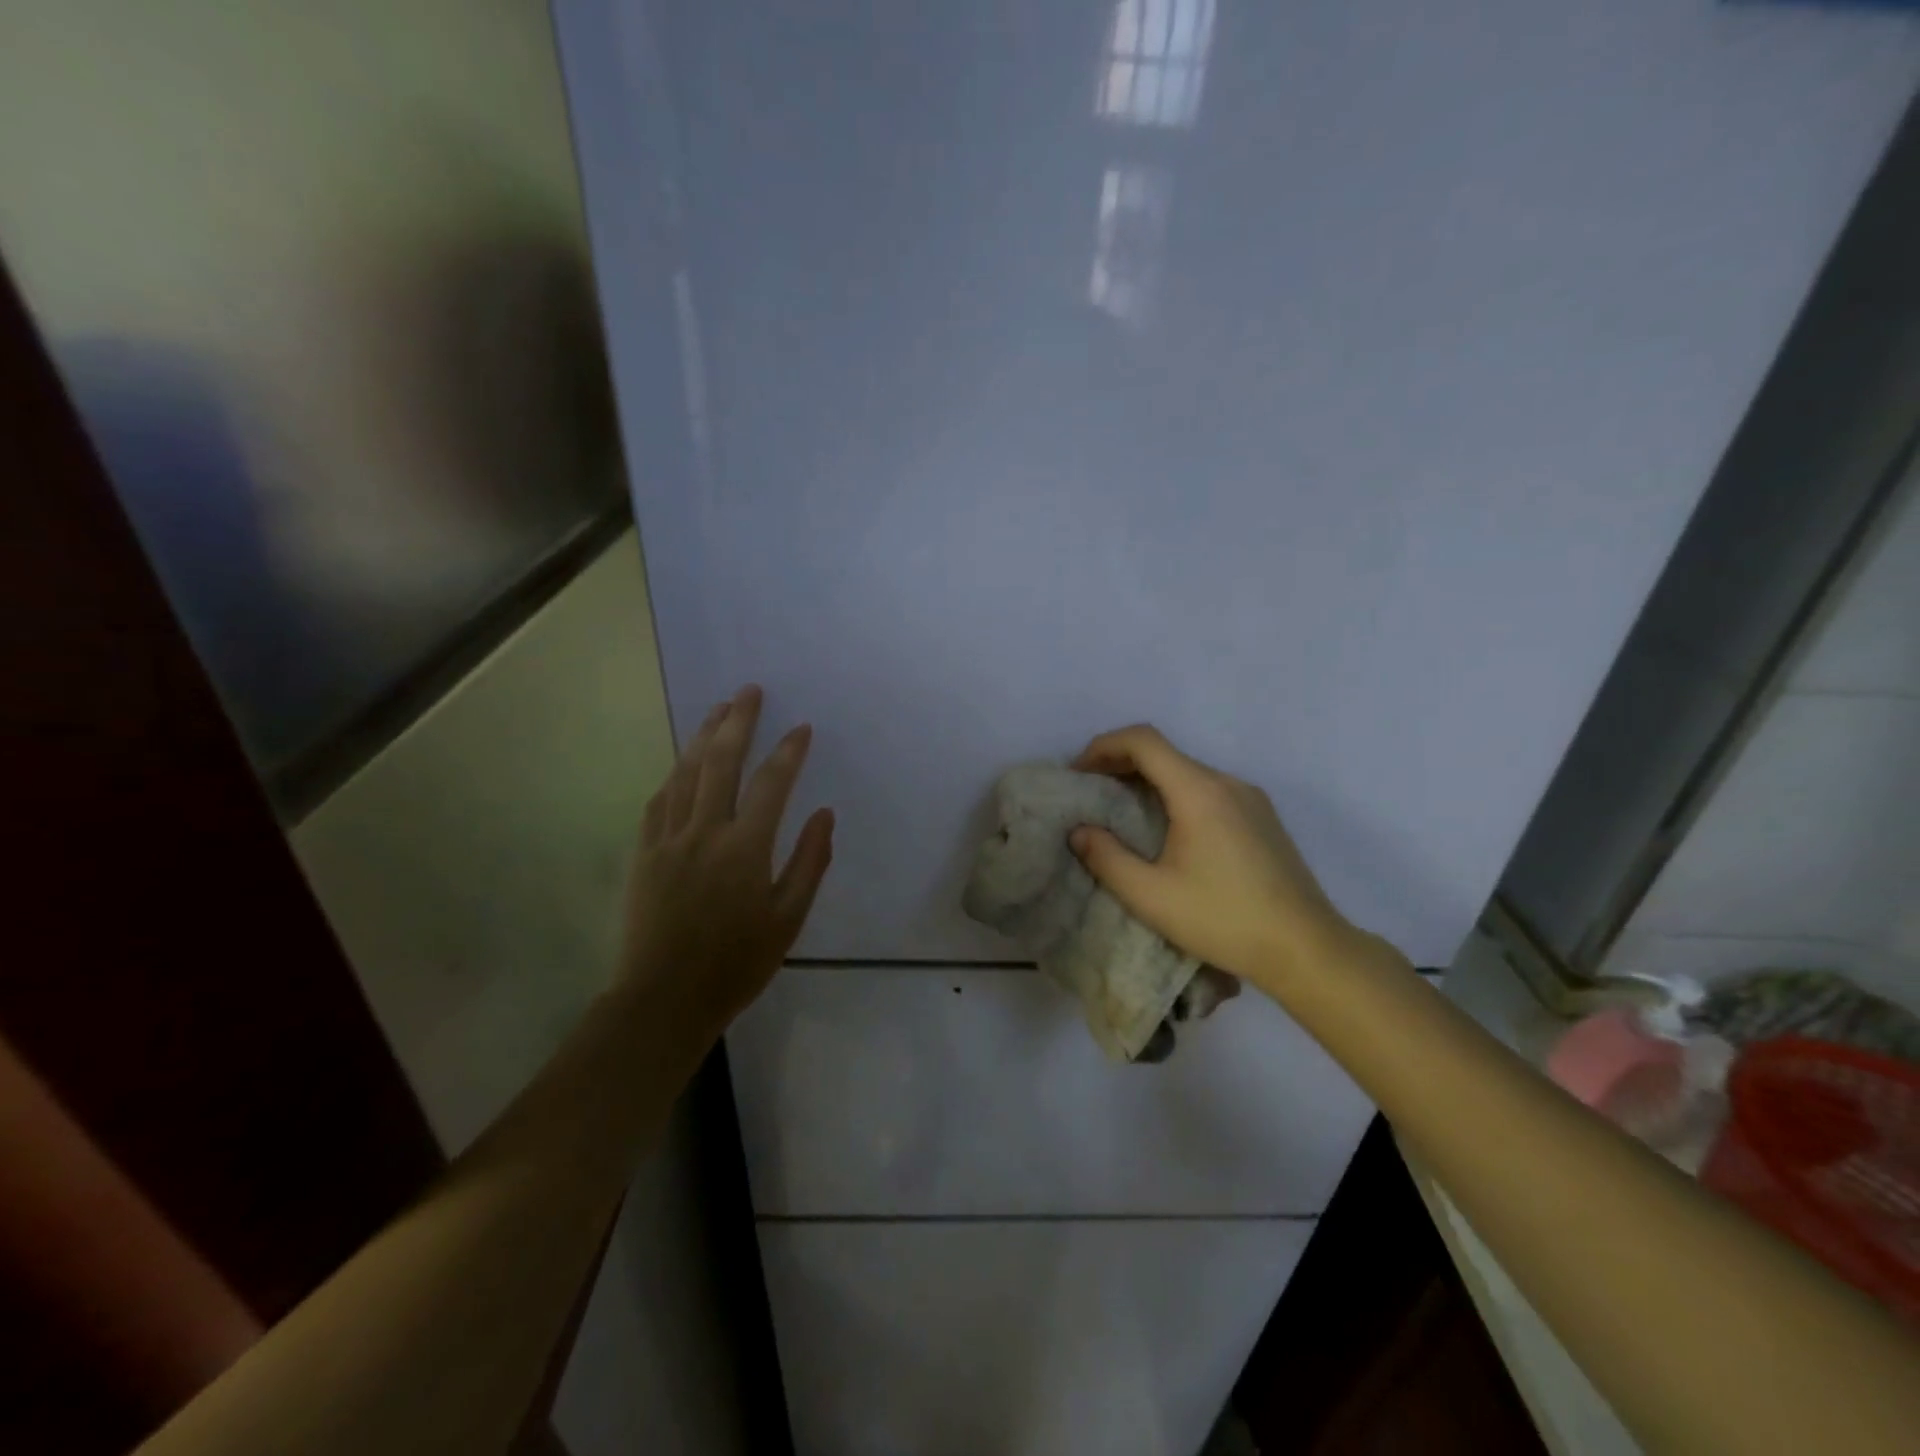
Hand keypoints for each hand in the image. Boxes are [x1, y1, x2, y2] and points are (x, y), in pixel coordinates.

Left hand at [620, 685, 833, 1034]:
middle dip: (738, 722)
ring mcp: (668, 839)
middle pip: (720, 762)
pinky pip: (659, 799)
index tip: (801, 728)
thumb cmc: (736, 963)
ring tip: (718, 710)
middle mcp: (704, 831)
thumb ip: (810, 862)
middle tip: (750, 691)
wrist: (664, 999)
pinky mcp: (643, 852)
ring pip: (685, 773)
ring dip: (704, 736)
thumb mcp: (788, 919)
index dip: (788, 752)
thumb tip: (824, 814)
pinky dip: (675, 773)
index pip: (771, 784)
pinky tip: (683, 762)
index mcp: (744, 848)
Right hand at [1069, 725, 1351, 992]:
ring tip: (1122, 814)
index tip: (1078, 774)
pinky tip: (1167, 832)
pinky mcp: (1263, 818)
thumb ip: (1107, 858)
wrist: (1306, 948)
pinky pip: (1209, 790)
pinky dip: (1176, 795)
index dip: (1103, 747)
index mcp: (1199, 791)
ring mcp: (1251, 798)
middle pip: (1165, 754)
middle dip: (1120, 765)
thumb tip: (1079, 831)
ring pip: (1188, 772)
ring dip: (1149, 781)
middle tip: (1091, 794)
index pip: (1144, 741)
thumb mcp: (1150, 896)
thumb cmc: (1223, 919)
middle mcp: (1227, 782)